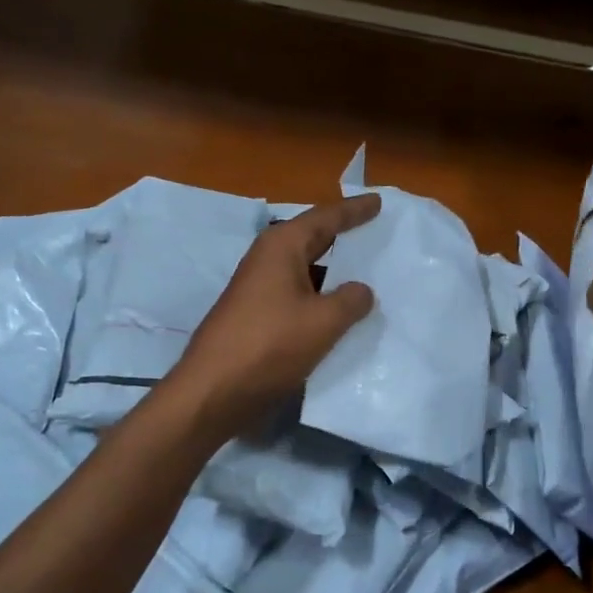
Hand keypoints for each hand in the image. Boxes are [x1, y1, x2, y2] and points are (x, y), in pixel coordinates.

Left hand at [169, 193, 381, 438]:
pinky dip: (322, 297)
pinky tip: (342, 311)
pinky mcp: (258, 316)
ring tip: (368, 272)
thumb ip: (351, 300)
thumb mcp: (323, 321)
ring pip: (307, 270)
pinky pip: (299, 295)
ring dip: (334, 271)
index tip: (378, 202)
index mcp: (282, 247)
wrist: (214, 390)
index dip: (354, 211)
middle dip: (343, 235)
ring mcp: (260, 288)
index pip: (326, 218)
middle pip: (313, 239)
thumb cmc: (270, 345)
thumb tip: (361, 290)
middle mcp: (268, 260)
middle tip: (375, 230)